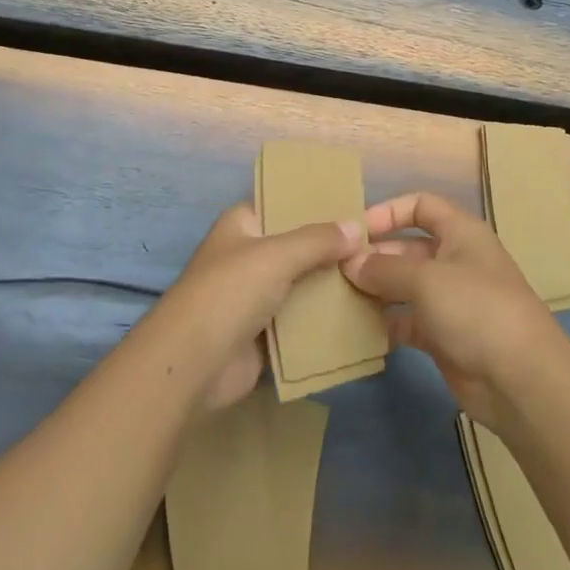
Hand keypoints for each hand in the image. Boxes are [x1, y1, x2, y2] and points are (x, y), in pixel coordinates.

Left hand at [153, 202, 363, 414]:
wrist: (193, 365)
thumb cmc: (229, 293)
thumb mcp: (276, 255)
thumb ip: (318, 240)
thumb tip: (357, 227)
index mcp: (242, 225)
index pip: (283, 203)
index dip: (316, 204)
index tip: (356, 206)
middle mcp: (248, 255)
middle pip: (297, 246)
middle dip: (332, 249)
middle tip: (377, 245)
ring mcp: (255, 296)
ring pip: (302, 284)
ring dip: (332, 285)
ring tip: (377, 277)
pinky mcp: (264, 333)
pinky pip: (301, 320)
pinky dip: (324, 319)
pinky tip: (361, 313)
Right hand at [342, 192, 565, 427]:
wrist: (521, 380)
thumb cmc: (476, 309)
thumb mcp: (426, 279)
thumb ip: (384, 269)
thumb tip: (351, 263)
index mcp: (461, 233)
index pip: (421, 205)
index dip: (389, 211)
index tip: (356, 231)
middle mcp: (456, 261)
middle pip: (408, 247)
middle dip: (375, 256)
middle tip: (337, 271)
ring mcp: (450, 300)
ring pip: (405, 286)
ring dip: (376, 290)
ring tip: (339, 298)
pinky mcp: (444, 336)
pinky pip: (407, 321)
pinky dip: (386, 323)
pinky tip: (358, 329)